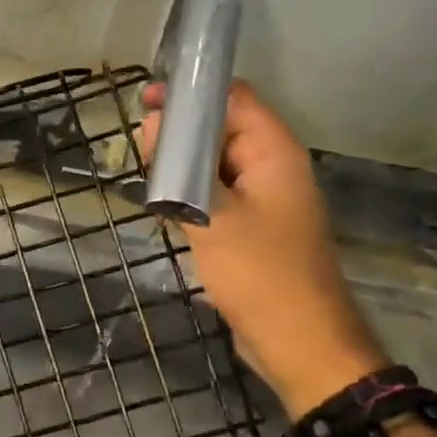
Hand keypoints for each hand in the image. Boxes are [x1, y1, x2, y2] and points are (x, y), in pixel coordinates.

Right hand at [141, 80, 381, 413]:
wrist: (299, 343)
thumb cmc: (261, 274)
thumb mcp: (213, 216)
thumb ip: (180, 168)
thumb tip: (151, 125)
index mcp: (273, 152)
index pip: (233, 98)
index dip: (191, 92)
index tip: (146, 99)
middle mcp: (270, 167)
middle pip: (222, 129)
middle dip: (179, 131)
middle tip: (137, 145)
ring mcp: (262, 198)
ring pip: (214, 163)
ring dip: (180, 164)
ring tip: (143, 173)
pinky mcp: (250, 226)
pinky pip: (216, 193)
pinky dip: (189, 192)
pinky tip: (160, 203)